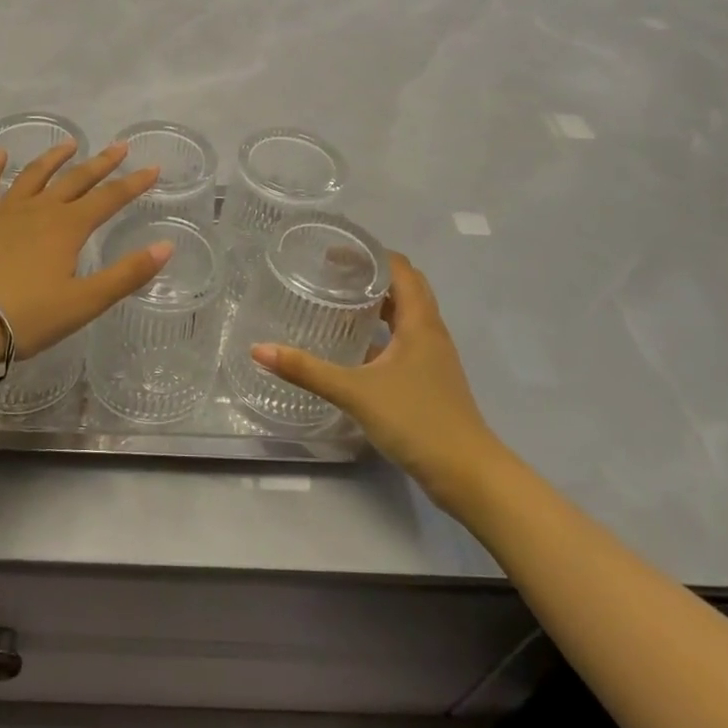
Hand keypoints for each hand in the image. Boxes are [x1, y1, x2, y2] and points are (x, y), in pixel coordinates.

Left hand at [0, 142, 173, 361]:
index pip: (110, 199)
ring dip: (54, 158)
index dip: (134, 184)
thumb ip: (127, 274)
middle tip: (120, 146)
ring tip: (69, 144)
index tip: (153, 168)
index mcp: (69, 228)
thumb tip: (166, 246)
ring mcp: (4, 210)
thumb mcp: (84, 302)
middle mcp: (40, 209)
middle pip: (76, 180)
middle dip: (101, 163)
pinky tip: (0, 154)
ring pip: (34, 175)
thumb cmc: (26, 315)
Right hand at [251, 254, 498, 497]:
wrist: (468, 474)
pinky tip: (353, 348)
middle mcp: (430, 331)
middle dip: (370, 275)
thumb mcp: (355, 392)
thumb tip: (259, 350)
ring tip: (338, 303)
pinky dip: (380, 333)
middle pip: (405, 287)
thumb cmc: (417, 421)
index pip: (400, 268)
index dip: (369, 254)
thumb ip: (307, 370)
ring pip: (405, 315)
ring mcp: (433, 357)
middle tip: (331, 274)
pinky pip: (404, 341)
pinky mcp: (429, 379)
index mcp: (419, 322)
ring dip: (377, 303)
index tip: (334, 253)